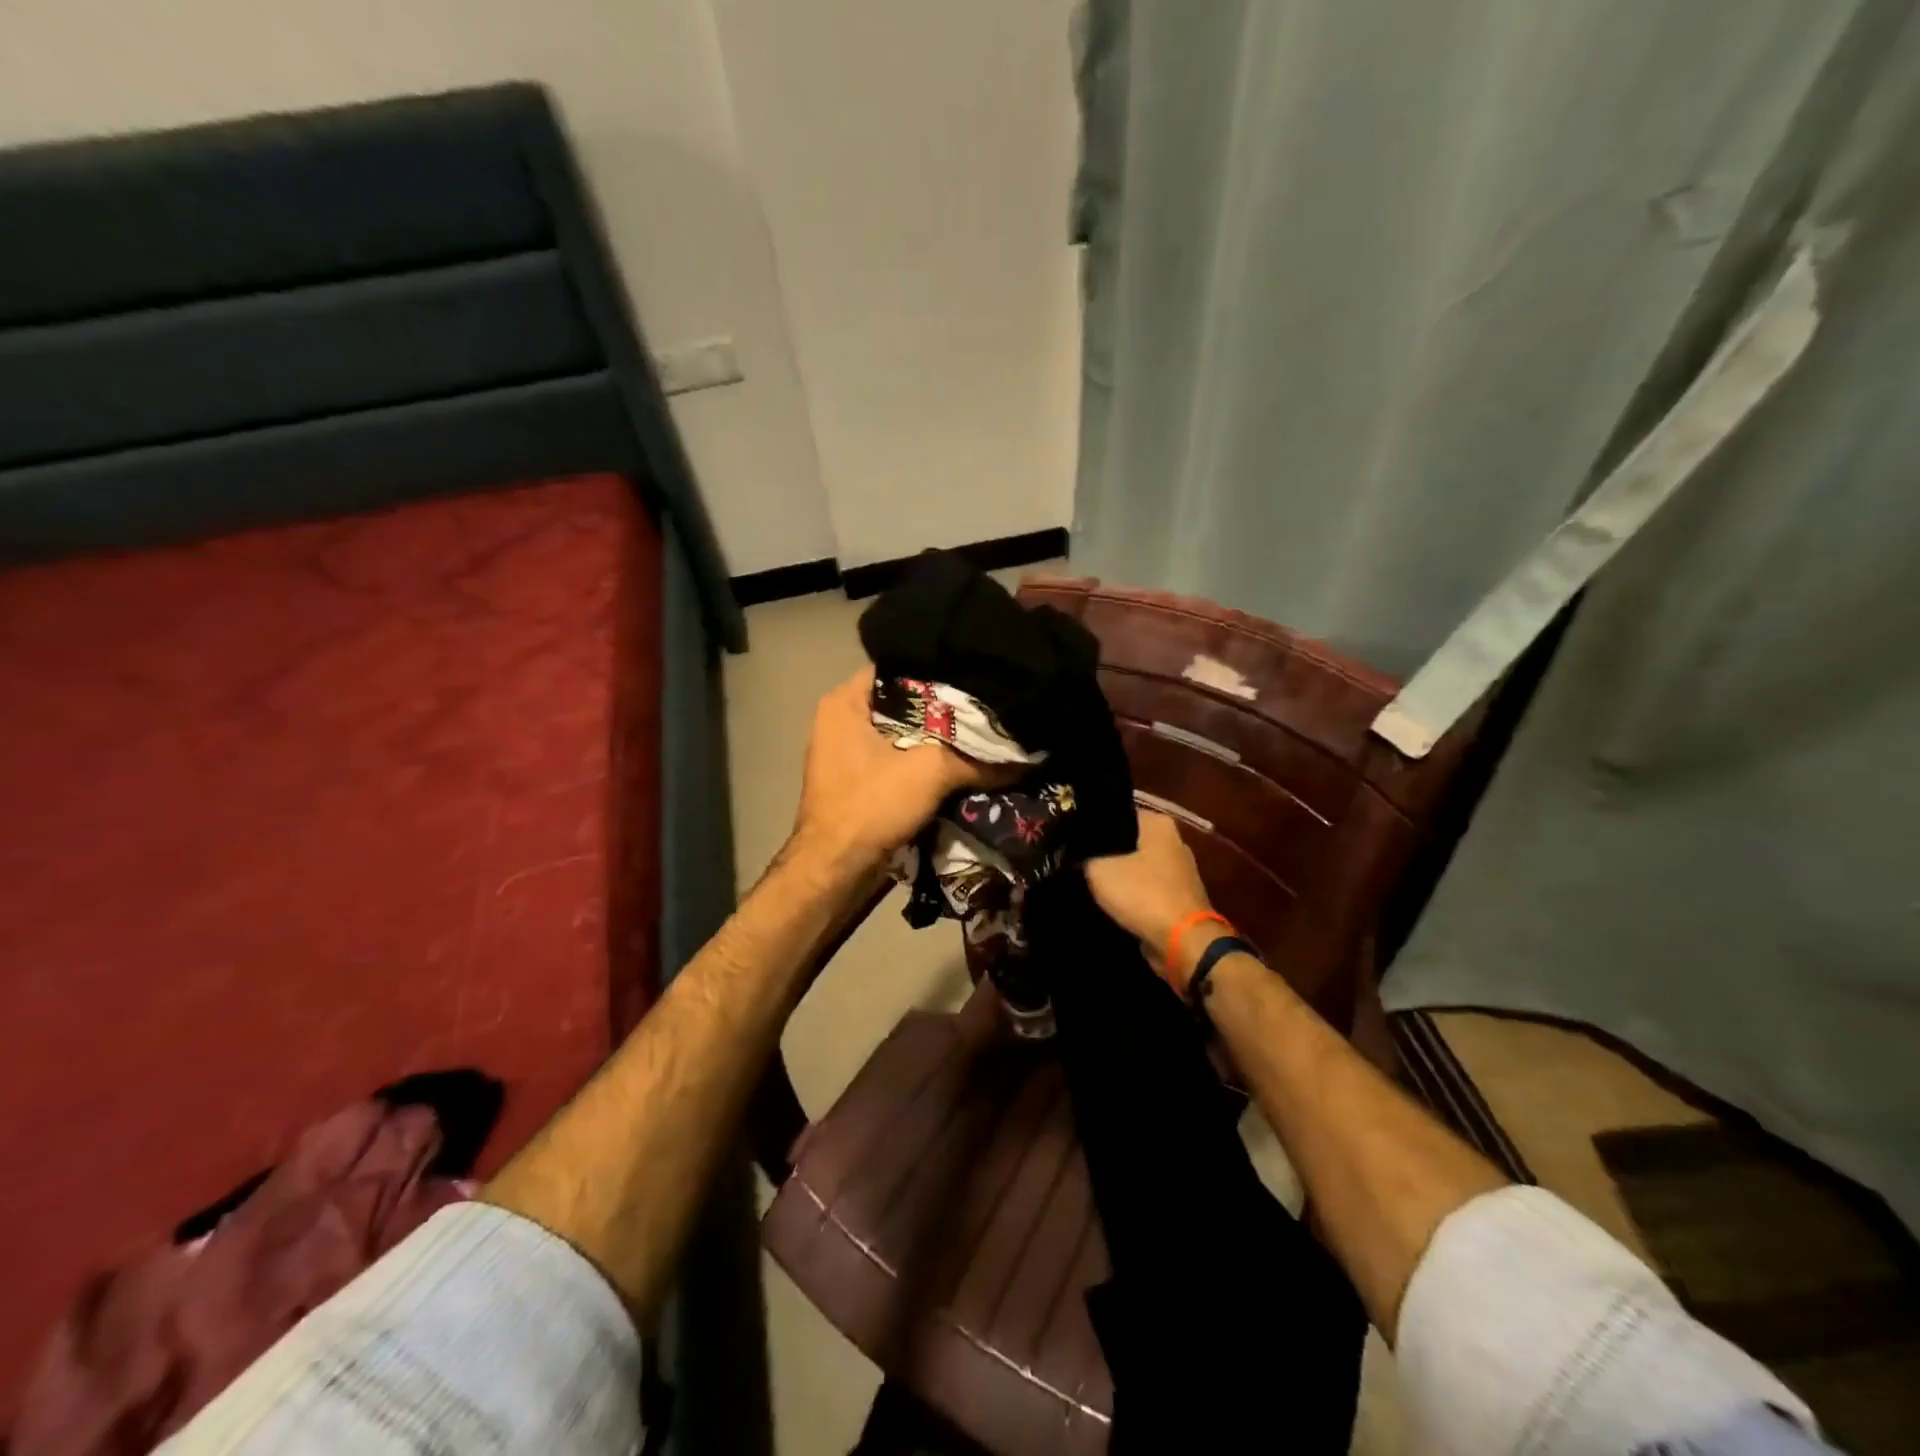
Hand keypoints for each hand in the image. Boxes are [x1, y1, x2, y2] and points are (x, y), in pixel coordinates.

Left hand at [790, 668, 1001, 874]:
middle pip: (903, 703)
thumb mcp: (931, 773)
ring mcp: (846, 753)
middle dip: (943, 709)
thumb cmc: (872, 804)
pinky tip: (960, 764)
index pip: (899, 668)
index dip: (938, 671)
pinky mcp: (857, 782)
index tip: (976, 676)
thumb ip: (978, 760)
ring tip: (981, 733)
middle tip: (986, 706)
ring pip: (902, 735)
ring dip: (936, 740)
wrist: (836, 871)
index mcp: (844, 702)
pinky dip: (924, 763)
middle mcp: (840, 721)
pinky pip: (897, 761)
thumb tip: (1024, 759)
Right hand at [1084, 809, 1218, 981]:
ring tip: (1085, 880)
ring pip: (1136, 867)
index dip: (1092, 823)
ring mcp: (1179, 872)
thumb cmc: (1143, 894)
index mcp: (1159, 824)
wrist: (1183, 943)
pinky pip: (1145, 890)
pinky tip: (1107, 902)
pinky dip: (1131, 896)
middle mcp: (1173, 842)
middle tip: (1073, 858)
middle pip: (1128, 840)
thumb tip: (1075, 854)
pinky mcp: (1179, 899)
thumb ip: (1084, 857)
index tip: (1069, 835)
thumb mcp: (1099, 870)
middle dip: (1104, 850)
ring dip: (1117, 875)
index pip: (1117, 812)